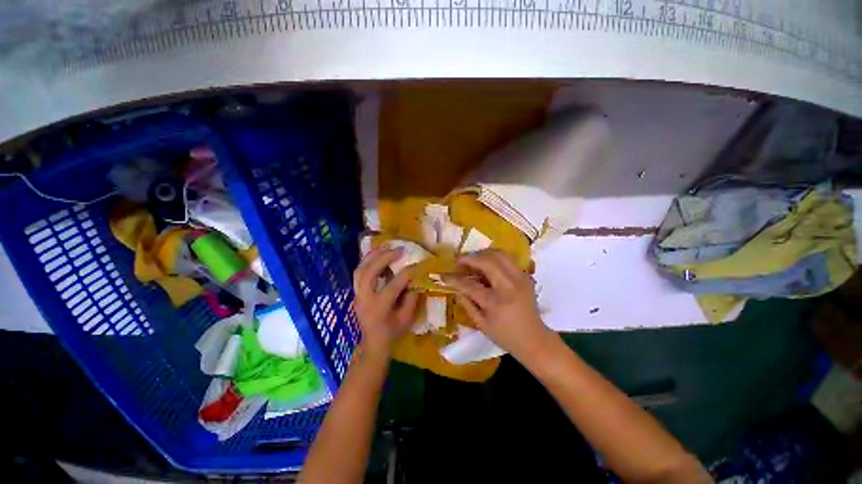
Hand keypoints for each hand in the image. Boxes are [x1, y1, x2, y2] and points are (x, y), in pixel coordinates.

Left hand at [352, 246, 419, 356]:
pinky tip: (377, 254)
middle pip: (370, 273)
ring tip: (386, 246)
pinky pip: (358, 272)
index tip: (417, 265)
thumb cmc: (392, 332)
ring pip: (360, 269)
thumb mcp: (407, 318)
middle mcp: (364, 299)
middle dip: (384, 258)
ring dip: (372, 256)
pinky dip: (367, 261)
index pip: (393, 286)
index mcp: (379, 308)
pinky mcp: (356, 292)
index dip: (406, 273)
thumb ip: (411, 298)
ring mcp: (357, 295)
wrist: (373, 343)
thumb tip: (415, 279)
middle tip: (399, 250)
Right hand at [444, 250, 552, 361]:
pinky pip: (508, 259)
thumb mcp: (481, 325)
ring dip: (483, 253)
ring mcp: (520, 279)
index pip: (470, 285)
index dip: (454, 279)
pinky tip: (487, 264)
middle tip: (460, 260)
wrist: (534, 339)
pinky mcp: (526, 276)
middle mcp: (509, 287)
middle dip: (470, 258)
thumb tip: (456, 288)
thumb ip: (467, 304)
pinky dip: (495, 258)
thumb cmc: (505, 335)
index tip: (444, 275)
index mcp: (496, 303)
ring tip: (473, 259)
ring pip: (500, 255)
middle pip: (487, 261)